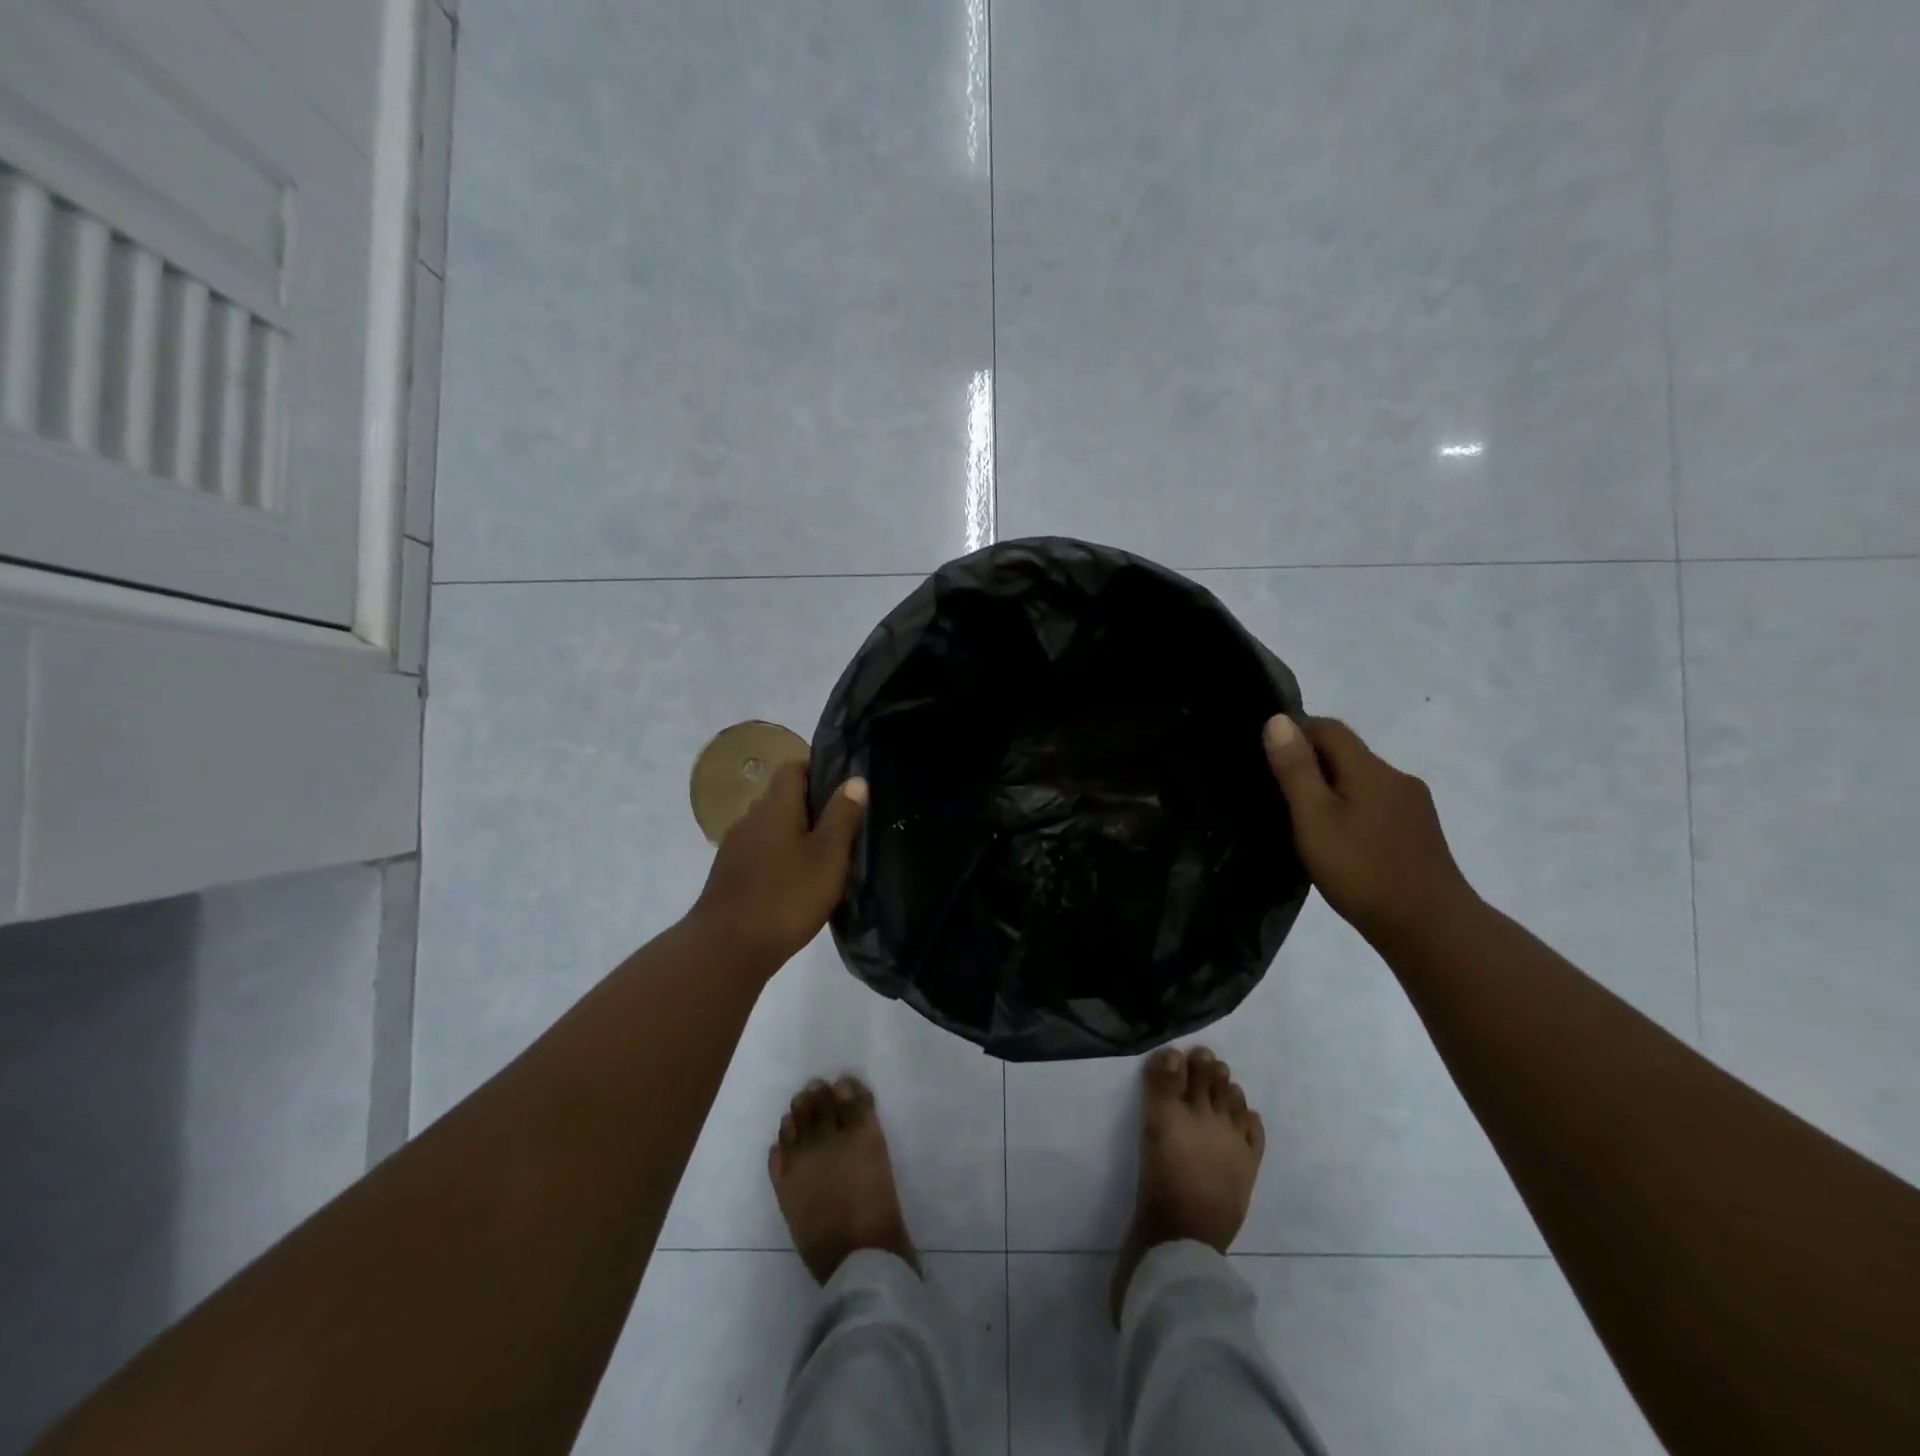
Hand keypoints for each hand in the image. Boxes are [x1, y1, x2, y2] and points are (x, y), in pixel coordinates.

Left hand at [691, 761, 867, 972]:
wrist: (726, 949)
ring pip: (771, 828)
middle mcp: (750, 819)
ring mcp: (735, 848)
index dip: (819, 770)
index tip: (844, 787)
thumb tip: (855, 780)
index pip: (794, 768)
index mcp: (775, 806)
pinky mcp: (729, 876)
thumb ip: (842, 816)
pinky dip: (780, 858)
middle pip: (782, 798)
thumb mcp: (828, 856)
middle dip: (811, 806)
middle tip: (843, 825)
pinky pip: (760, 854)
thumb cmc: (786, 896)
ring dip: (795, 835)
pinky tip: (797, 882)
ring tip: (825, 856)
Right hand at [1262, 714, 1475, 946]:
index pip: (1328, 728)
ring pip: (1362, 781)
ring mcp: (1413, 807)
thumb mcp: (1314, 818)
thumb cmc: (1362, 870)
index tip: (1266, 757)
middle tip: (1276, 791)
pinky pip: (1376, 805)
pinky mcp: (1419, 834)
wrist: (1432, 929)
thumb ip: (1295, 769)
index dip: (1295, 733)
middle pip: (1348, 753)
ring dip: (1331, 789)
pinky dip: (1351, 810)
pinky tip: (1337, 840)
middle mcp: (1397, 778)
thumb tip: (1278, 720)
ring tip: (1302, 819)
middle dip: (1311, 762)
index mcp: (1371, 769)